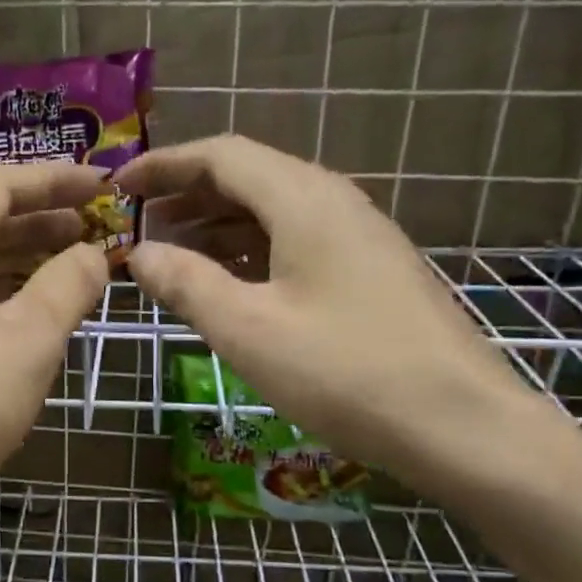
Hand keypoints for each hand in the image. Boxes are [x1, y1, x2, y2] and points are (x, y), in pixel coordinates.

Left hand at [0, 163, 109, 534]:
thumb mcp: (28, 340)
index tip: (104, 184)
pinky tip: (39, 320)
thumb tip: (93, 253)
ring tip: (78, 267)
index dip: (54, 178)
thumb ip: (67, 285)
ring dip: (27, 260)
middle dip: (44, 218)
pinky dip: (8, 299)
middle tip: (98, 226)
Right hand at [115, 135, 540, 491]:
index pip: (221, 156)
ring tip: (171, 254)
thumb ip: (187, 285)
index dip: (164, 164)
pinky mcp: (370, 273)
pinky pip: (296, 242)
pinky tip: (230, 285)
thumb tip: (140, 254)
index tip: (119, 187)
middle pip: (249, 177)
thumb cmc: (346, 372)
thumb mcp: (249, 330)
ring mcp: (359, 238)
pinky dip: (250, 252)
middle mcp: (335, 203)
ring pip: (273, 212)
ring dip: (217, 225)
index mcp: (304, 200)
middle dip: (187, 195)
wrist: (463, 425)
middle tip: (139, 224)